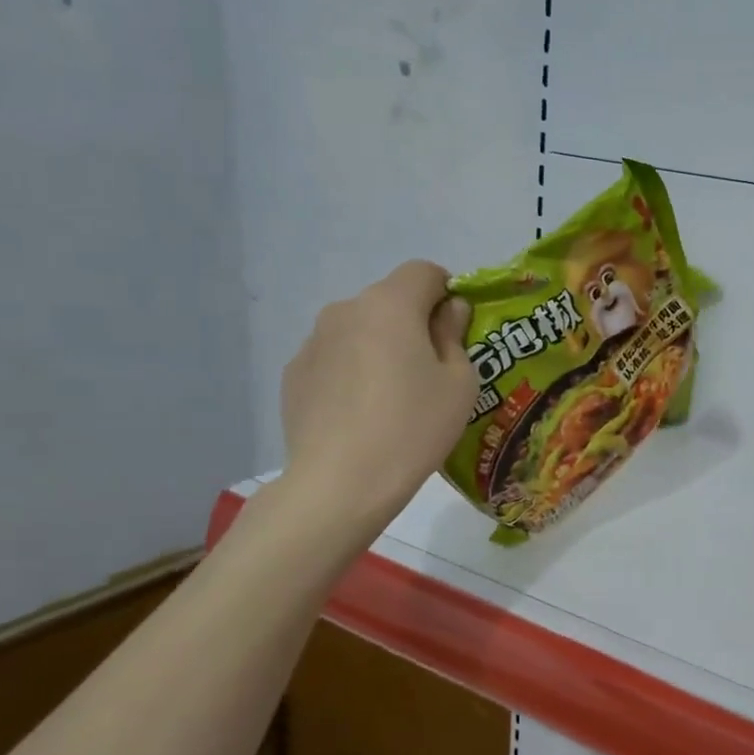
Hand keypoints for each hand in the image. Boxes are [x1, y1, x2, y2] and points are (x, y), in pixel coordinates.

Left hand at [277, 261, 475, 533]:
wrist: (341, 483)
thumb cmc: (414, 427)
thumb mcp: (459, 382)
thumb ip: (454, 335)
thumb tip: (448, 310)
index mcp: (390, 304)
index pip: (424, 271)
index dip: (447, 292)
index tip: (456, 329)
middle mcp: (346, 309)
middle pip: (389, 300)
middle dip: (413, 322)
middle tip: (430, 370)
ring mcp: (313, 341)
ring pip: (359, 329)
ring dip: (380, 346)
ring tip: (392, 397)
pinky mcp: (294, 373)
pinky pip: (335, 358)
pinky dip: (352, 372)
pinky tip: (361, 413)